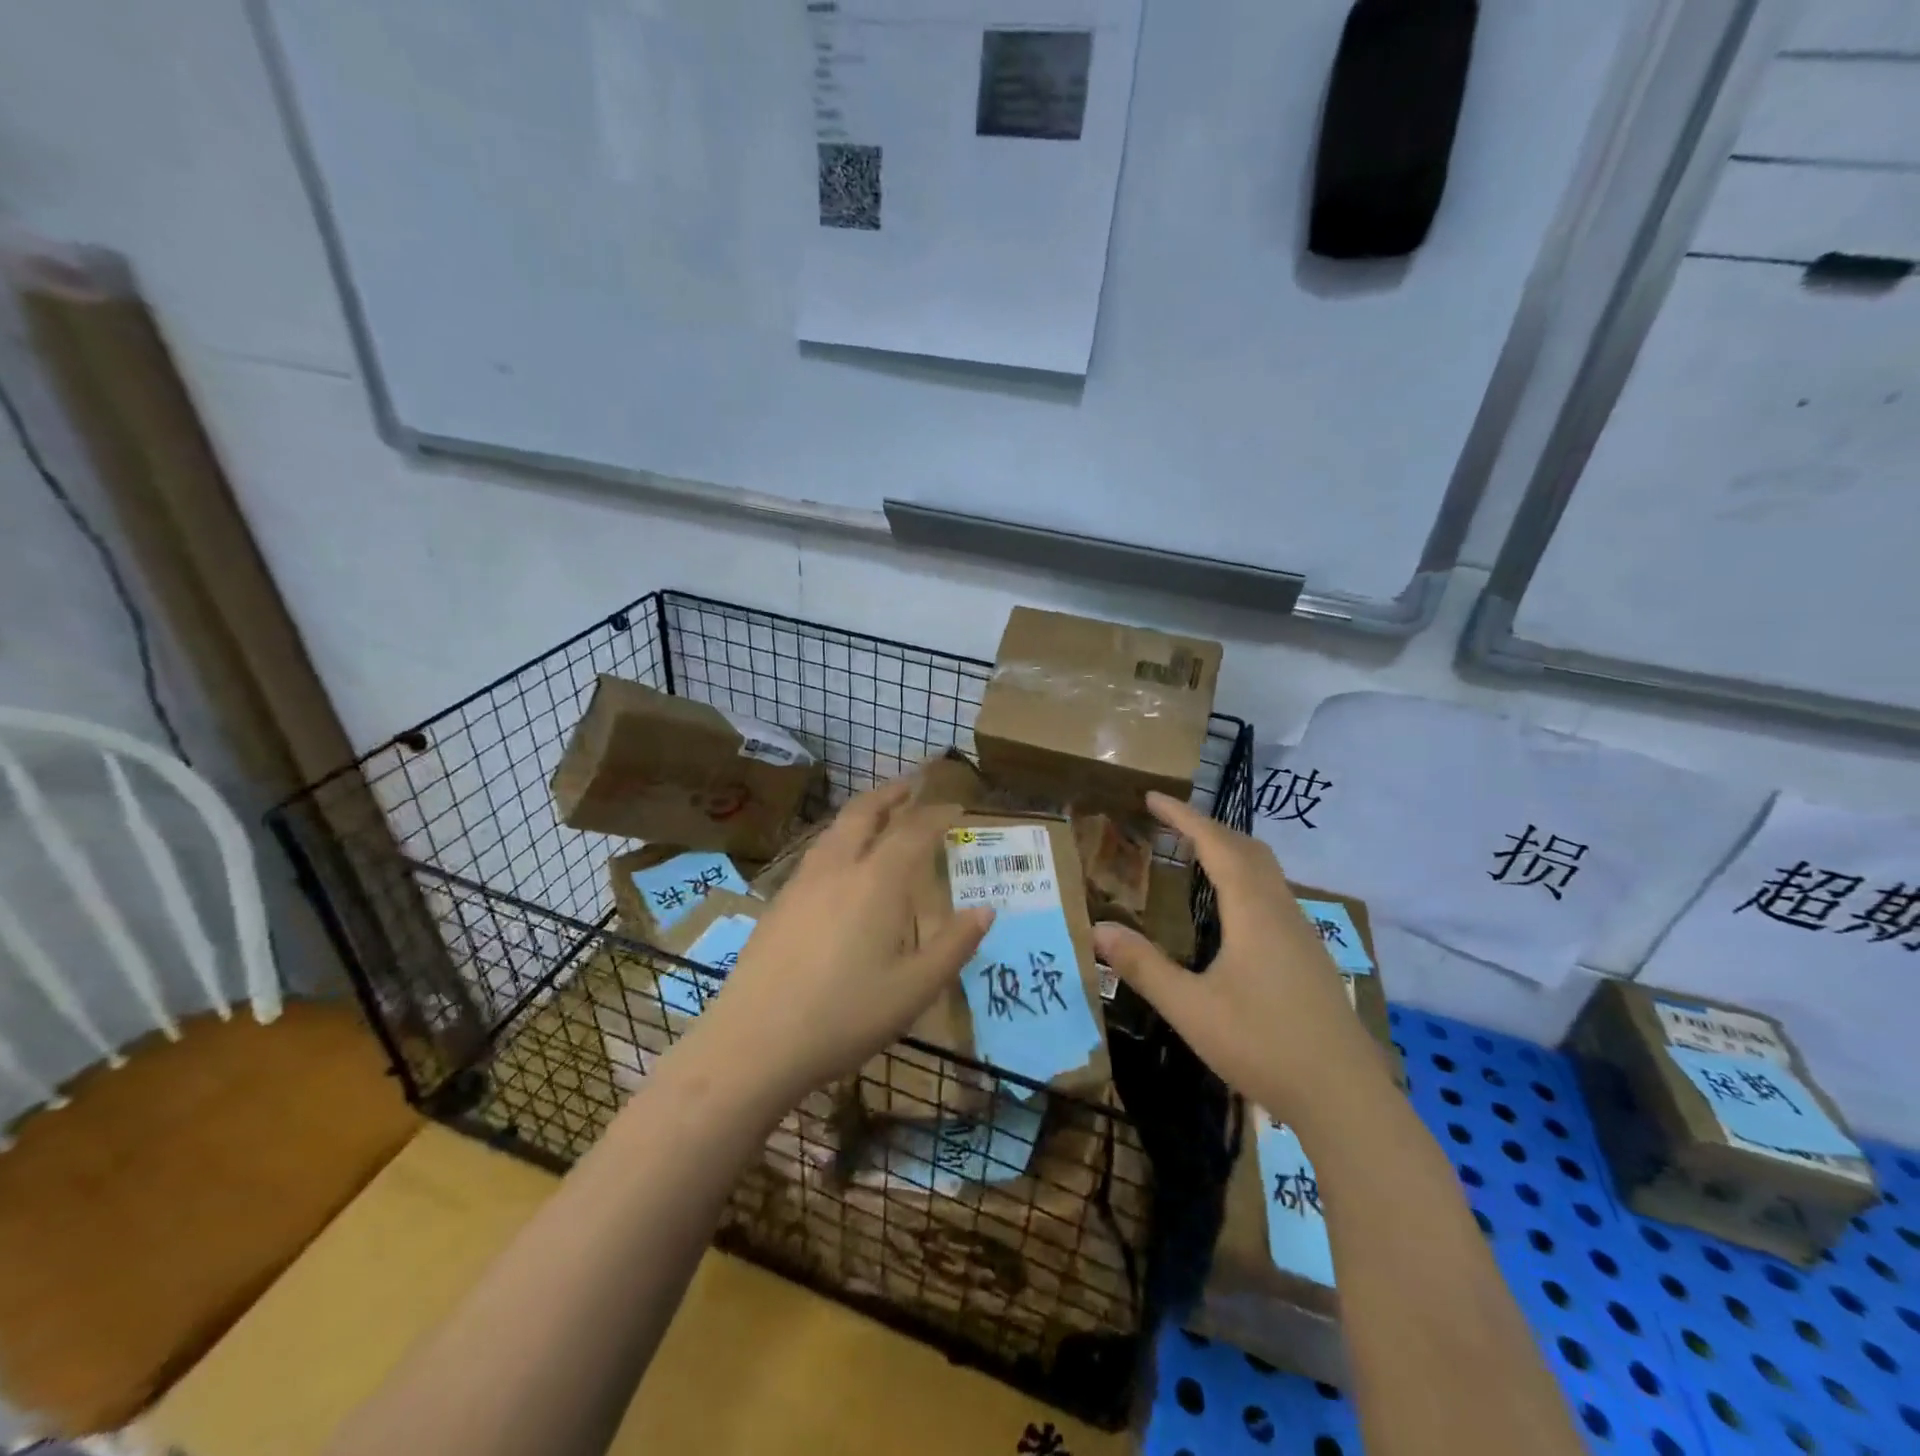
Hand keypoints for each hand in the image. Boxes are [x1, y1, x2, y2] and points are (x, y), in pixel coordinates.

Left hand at [692, 779, 992, 1104]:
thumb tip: (986, 911)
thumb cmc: (844, 1017)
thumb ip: (953, 946)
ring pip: (835, 828)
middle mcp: (838, 869)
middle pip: (864, 812)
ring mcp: (801, 882)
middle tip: (912, 783)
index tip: (955, 806)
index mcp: (876, 882)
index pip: (913, 831)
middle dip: (891, 793)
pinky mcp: (778, 902)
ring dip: (862, 811)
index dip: (936, 814)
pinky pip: (817, 851)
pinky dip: (839, 836)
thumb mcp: (914, 990)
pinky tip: (839, 861)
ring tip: (878, 813)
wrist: (754, 1042)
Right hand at [1092, 791, 1387, 1116]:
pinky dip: (1245, 876)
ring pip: (1266, 870)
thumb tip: (1098, 928)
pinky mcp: (1308, 955)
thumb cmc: (1263, 1045)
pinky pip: (1273, 893)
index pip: (1216, 844)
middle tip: (1169, 822)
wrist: (1345, 1098)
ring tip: (1195, 854)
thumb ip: (1144, 967)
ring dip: (1230, 850)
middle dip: (1207, 827)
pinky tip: (1230, 909)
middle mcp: (1280, 910)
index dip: (1183, 817)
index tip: (1152, 798)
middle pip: (1247, 848)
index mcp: (1252, 912)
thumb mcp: (1191, 1009)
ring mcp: (1300, 932)